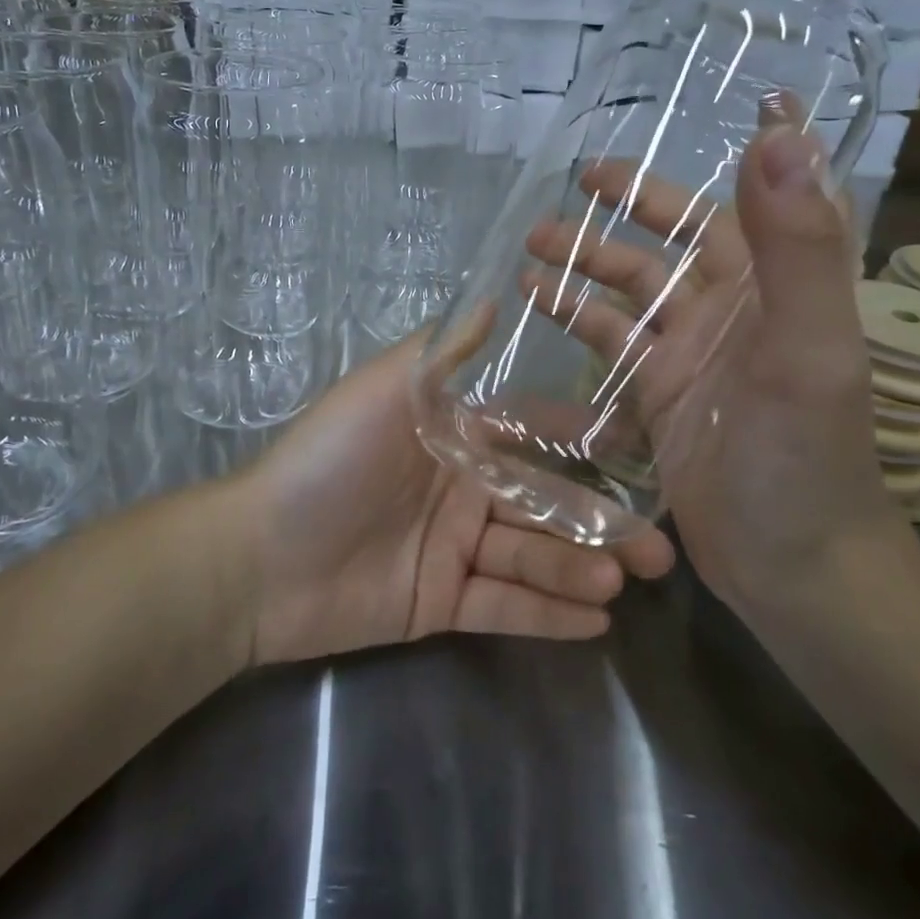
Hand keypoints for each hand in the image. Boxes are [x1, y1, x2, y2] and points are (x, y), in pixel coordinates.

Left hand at [235, 338, 675, 665]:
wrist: (260, 555)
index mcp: (455, 437)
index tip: (641, 459)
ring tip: (622, 580)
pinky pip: (503, 606)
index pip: (534, 438)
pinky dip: (547, 614)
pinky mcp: (442, 602)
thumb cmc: (329, 460)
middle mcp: (463, 489)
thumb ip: (445, 352)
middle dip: (600, 524)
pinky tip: (597, 621)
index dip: (585, 448)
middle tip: (658, 550)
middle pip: (544, 505)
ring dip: (577, 569)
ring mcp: (454, 549)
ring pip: (531, 558)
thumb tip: (497, 297)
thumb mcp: (386, 390)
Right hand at [521, 126, 911, 616]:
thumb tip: (781, 134)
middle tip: (574, 184)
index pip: (737, 204)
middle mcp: (731, 310)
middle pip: (672, 242)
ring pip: (631, 290)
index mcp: (773, 286)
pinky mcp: (658, 395)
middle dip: (626, 209)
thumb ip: (798, 245)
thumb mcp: (808, 347)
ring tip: (530, 245)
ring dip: (586, 263)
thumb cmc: (805, 456)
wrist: (795, 565)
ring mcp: (690, 354)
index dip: (703, 167)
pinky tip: (534, 303)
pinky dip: (575, 318)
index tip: (664, 137)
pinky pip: (611, 343)